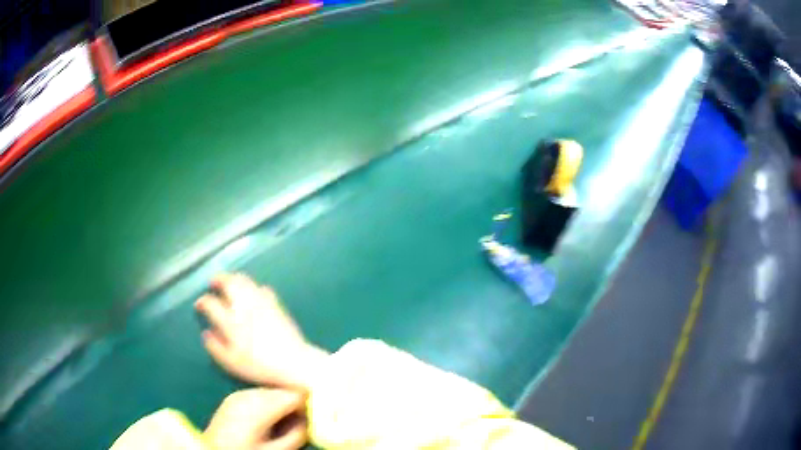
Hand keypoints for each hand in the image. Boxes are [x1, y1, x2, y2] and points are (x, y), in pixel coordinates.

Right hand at [195, 273, 327, 390]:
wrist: (294, 363)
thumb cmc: (259, 366)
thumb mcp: (232, 363)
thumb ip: (215, 347)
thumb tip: (206, 333)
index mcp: (231, 322)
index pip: (211, 303)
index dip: (202, 302)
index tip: (199, 305)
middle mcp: (244, 307)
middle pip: (228, 283)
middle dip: (218, 280)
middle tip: (213, 283)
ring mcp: (261, 303)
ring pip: (245, 281)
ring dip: (233, 278)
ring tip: (229, 282)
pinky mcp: (276, 305)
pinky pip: (262, 287)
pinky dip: (253, 286)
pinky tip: (251, 292)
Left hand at [204, 388, 306, 449]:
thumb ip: (296, 435)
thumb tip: (310, 421)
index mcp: (260, 406)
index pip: (293, 394)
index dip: (310, 401)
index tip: (320, 411)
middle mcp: (248, 394)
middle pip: (282, 391)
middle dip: (296, 404)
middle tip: (305, 420)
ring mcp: (239, 394)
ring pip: (271, 392)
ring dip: (283, 404)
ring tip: (288, 422)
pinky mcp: (234, 398)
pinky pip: (259, 395)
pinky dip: (270, 404)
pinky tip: (271, 419)